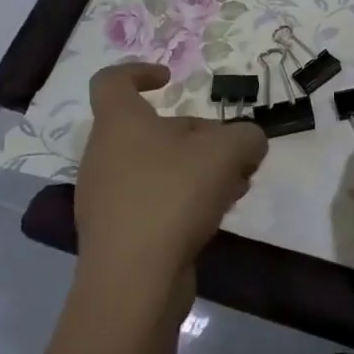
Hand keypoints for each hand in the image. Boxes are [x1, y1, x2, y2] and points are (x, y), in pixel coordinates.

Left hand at [73, 62, 268, 299]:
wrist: (133, 282)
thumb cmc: (172, 196)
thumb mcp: (227, 151)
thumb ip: (247, 136)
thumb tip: (249, 142)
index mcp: (119, 124)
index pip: (112, 81)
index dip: (139, 71)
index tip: (171, 80)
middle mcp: (104, 155)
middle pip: (151, 129)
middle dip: (196, 135)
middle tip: (230, 150)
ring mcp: (106, 197)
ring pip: (158, 167)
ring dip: (197, 170)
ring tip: (235, 186)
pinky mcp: (116, 234)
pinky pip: (154, 201)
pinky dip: (184, 200)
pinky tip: (216, 216)